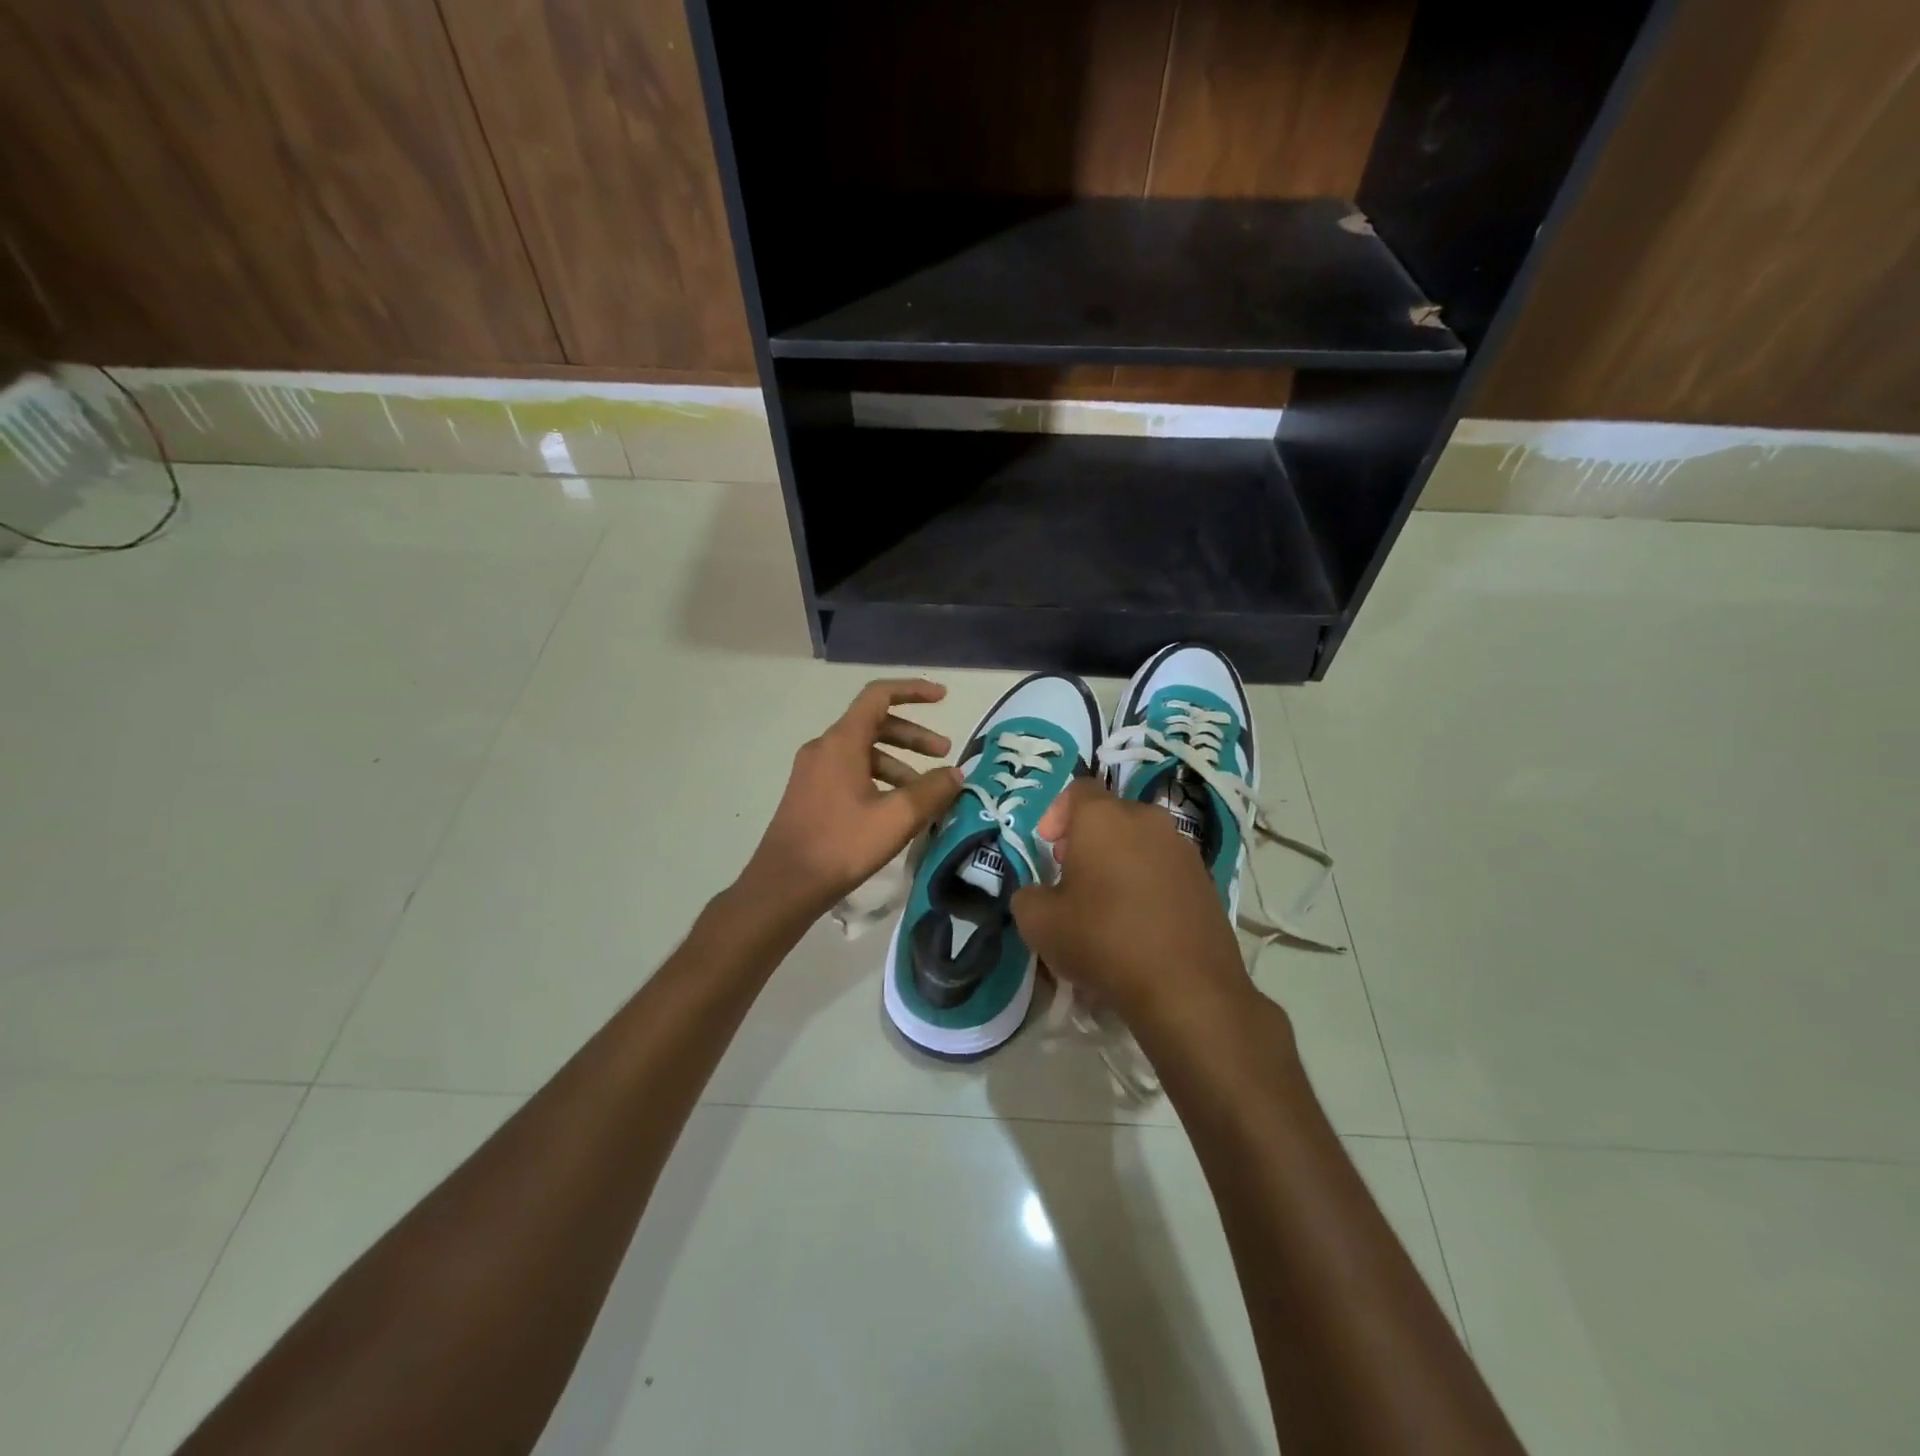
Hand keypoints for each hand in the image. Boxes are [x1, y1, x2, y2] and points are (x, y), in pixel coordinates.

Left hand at [740, 678, 963, 918]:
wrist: (784, 885)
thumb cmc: (841, 845)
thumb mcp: (896, 818)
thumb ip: (931, 791)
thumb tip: (955, 774)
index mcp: (841, 742)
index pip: (879, 696)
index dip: (913, 690)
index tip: (942, 698)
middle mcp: (824, 748)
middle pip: (874, 724)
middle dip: (913, 736)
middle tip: (944, 753)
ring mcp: (813, 772)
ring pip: (863, 752)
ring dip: (899, 763)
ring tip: (926, 792)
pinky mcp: (810, 794)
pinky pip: (850, 772)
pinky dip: (879, 779)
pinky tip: (896, 809)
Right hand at [1013, 779, 1249, 1025]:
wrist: (1186, 986)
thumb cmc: (1103, 940)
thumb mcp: (1039, 923)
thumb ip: (1027, 897)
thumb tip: (1037, 894)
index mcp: (1104, 817)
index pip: (1078, 789)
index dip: (1057, 813)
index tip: (1049, 847)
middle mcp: (1147, 820)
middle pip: (1111, 815)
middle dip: (1087, 839)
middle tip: (1072, 876)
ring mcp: (1183, 848)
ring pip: (1140, 841)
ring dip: (1119, 860)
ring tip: (1106, 903)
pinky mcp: (1206, 880)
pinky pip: (1165, 868)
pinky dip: (1147, 883)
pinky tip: (1138, 923)